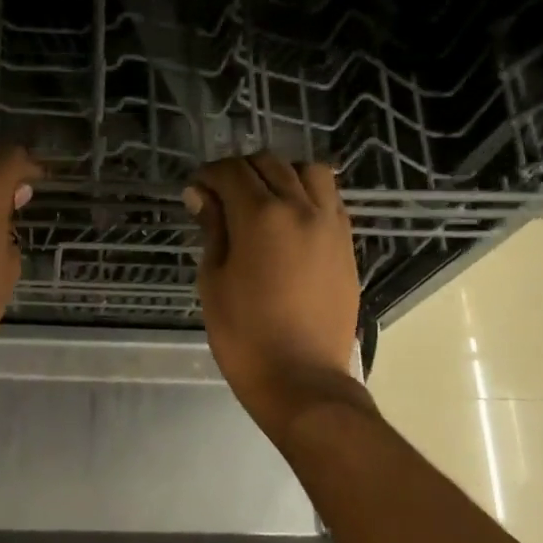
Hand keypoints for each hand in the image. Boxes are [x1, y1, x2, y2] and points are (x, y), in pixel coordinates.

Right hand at [186, 153, 367, 436]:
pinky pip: (330, 200)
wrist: (301, 378)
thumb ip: (212, 230)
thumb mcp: (214, 281)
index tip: (196, 191)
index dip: (209, 175)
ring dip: (282, 175)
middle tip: (222, 197)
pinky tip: (292, 221)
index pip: (232, 171)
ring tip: (264, 201)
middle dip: (241, 171)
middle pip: (270, 164)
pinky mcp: (346, 245)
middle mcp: (301, 208)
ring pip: (309, 172)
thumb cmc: (244, 336)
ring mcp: (331, 225)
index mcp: (261, 215)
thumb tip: (202, 195)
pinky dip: (308, 196)